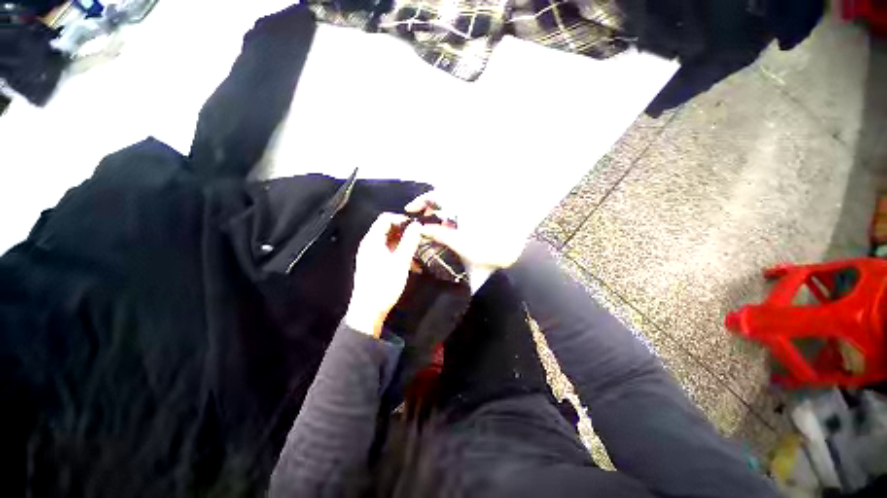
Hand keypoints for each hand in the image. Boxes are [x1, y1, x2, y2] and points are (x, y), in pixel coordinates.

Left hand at [345, 213, 421, 336]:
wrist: (368, 311)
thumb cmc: (384, 284)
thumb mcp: (400, 261)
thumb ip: (409, 241)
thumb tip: (416, 225)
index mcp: (372, 240)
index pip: (385, 218)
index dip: (402, 219)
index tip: (416, 226)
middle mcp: (370, 245)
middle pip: (388, 230)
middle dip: (406, 233)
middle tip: (420, 239)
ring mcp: (372, 256)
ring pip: (391, 243)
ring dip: (405, 246)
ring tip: (419, 254)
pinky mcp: (375, 266)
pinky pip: (389, 253)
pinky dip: (401, 255)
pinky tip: (412, 265)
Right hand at [406, 192, 524, 270]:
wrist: (514, 251)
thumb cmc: (487, 247)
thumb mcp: (460, 243)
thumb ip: (440, 234)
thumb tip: (422, 229)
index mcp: (462, 204)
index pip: (436, 195)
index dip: (421, 201)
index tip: (410, 210)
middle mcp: (468, 202)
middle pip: (443, 198)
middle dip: (429, 207)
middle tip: (422, 219)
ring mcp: (474, 208)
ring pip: (451, 205)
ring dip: (440, 213)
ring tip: (434, 227)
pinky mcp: (478, 216)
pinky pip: (460, 212)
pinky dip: (451, 218)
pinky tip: (450, 229)